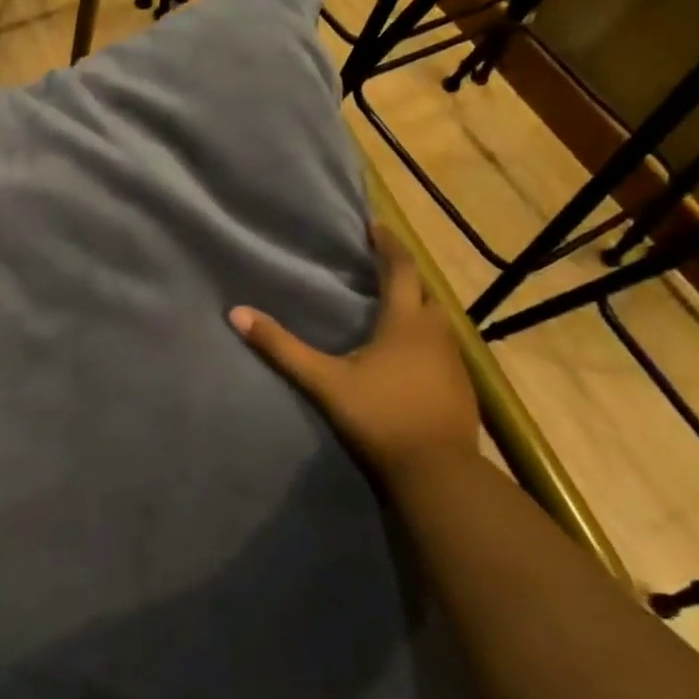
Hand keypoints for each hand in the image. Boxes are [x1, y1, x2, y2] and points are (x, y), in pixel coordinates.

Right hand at [230, 224, 478, 490]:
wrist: (437, 472)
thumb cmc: (380, 417)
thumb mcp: (323, 381)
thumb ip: (282, 347)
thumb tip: (237, 313)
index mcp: (406, 322)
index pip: (401, 269)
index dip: (389, 245)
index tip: (375, 227)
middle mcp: (436, 332)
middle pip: (424, 291)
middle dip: (404, 275)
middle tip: (378, 268)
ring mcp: (455, 360)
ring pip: (437, 320)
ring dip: (416, 306)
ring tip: (391, 307)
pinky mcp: (461, 386)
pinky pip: (443, 346)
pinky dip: (425, 337)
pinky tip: (408, 355)